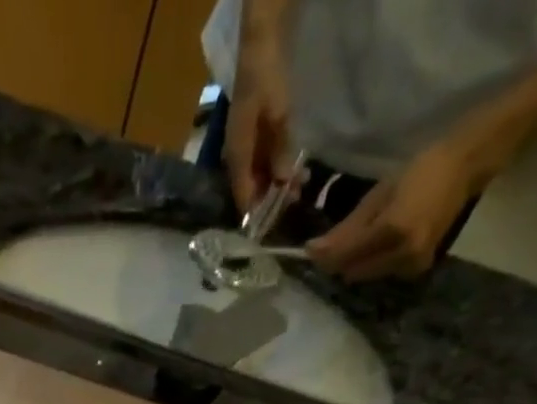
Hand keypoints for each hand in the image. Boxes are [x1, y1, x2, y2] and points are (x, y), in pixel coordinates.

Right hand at [225, 30, 295, 212]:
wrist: (260, 42)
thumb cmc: (266, 77)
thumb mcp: (278, 113)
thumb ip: (281, 149)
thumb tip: (284, 182)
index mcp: (236, 155)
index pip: (243, 197)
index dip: (256, 214)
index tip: (272, 228)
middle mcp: (236, 156)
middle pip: (251, 189)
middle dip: (270, 199)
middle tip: (294, 202)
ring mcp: (244, 146)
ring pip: (258, 176)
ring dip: (276, 183)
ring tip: (300, 184)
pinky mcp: (253, 136)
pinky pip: (263, 161)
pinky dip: (277, 168)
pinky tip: (293, 168)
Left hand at [305, 140, 485, 281]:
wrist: (466, 167)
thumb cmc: (421, 171)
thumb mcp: (379, 194)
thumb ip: (347, 228)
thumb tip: (314, 250)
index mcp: (392, 230)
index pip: (345, 256)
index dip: (323, 255)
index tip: (307, 249)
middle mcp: (402, 254)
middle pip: (352, 271)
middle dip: (338, 261)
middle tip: (331, 243)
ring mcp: (412, 265)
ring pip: (365, 275)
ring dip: (355, 263)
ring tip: (358, 240)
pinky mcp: (418, 269)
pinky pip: (382, 273)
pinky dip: (373, 263)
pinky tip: (379, 244)